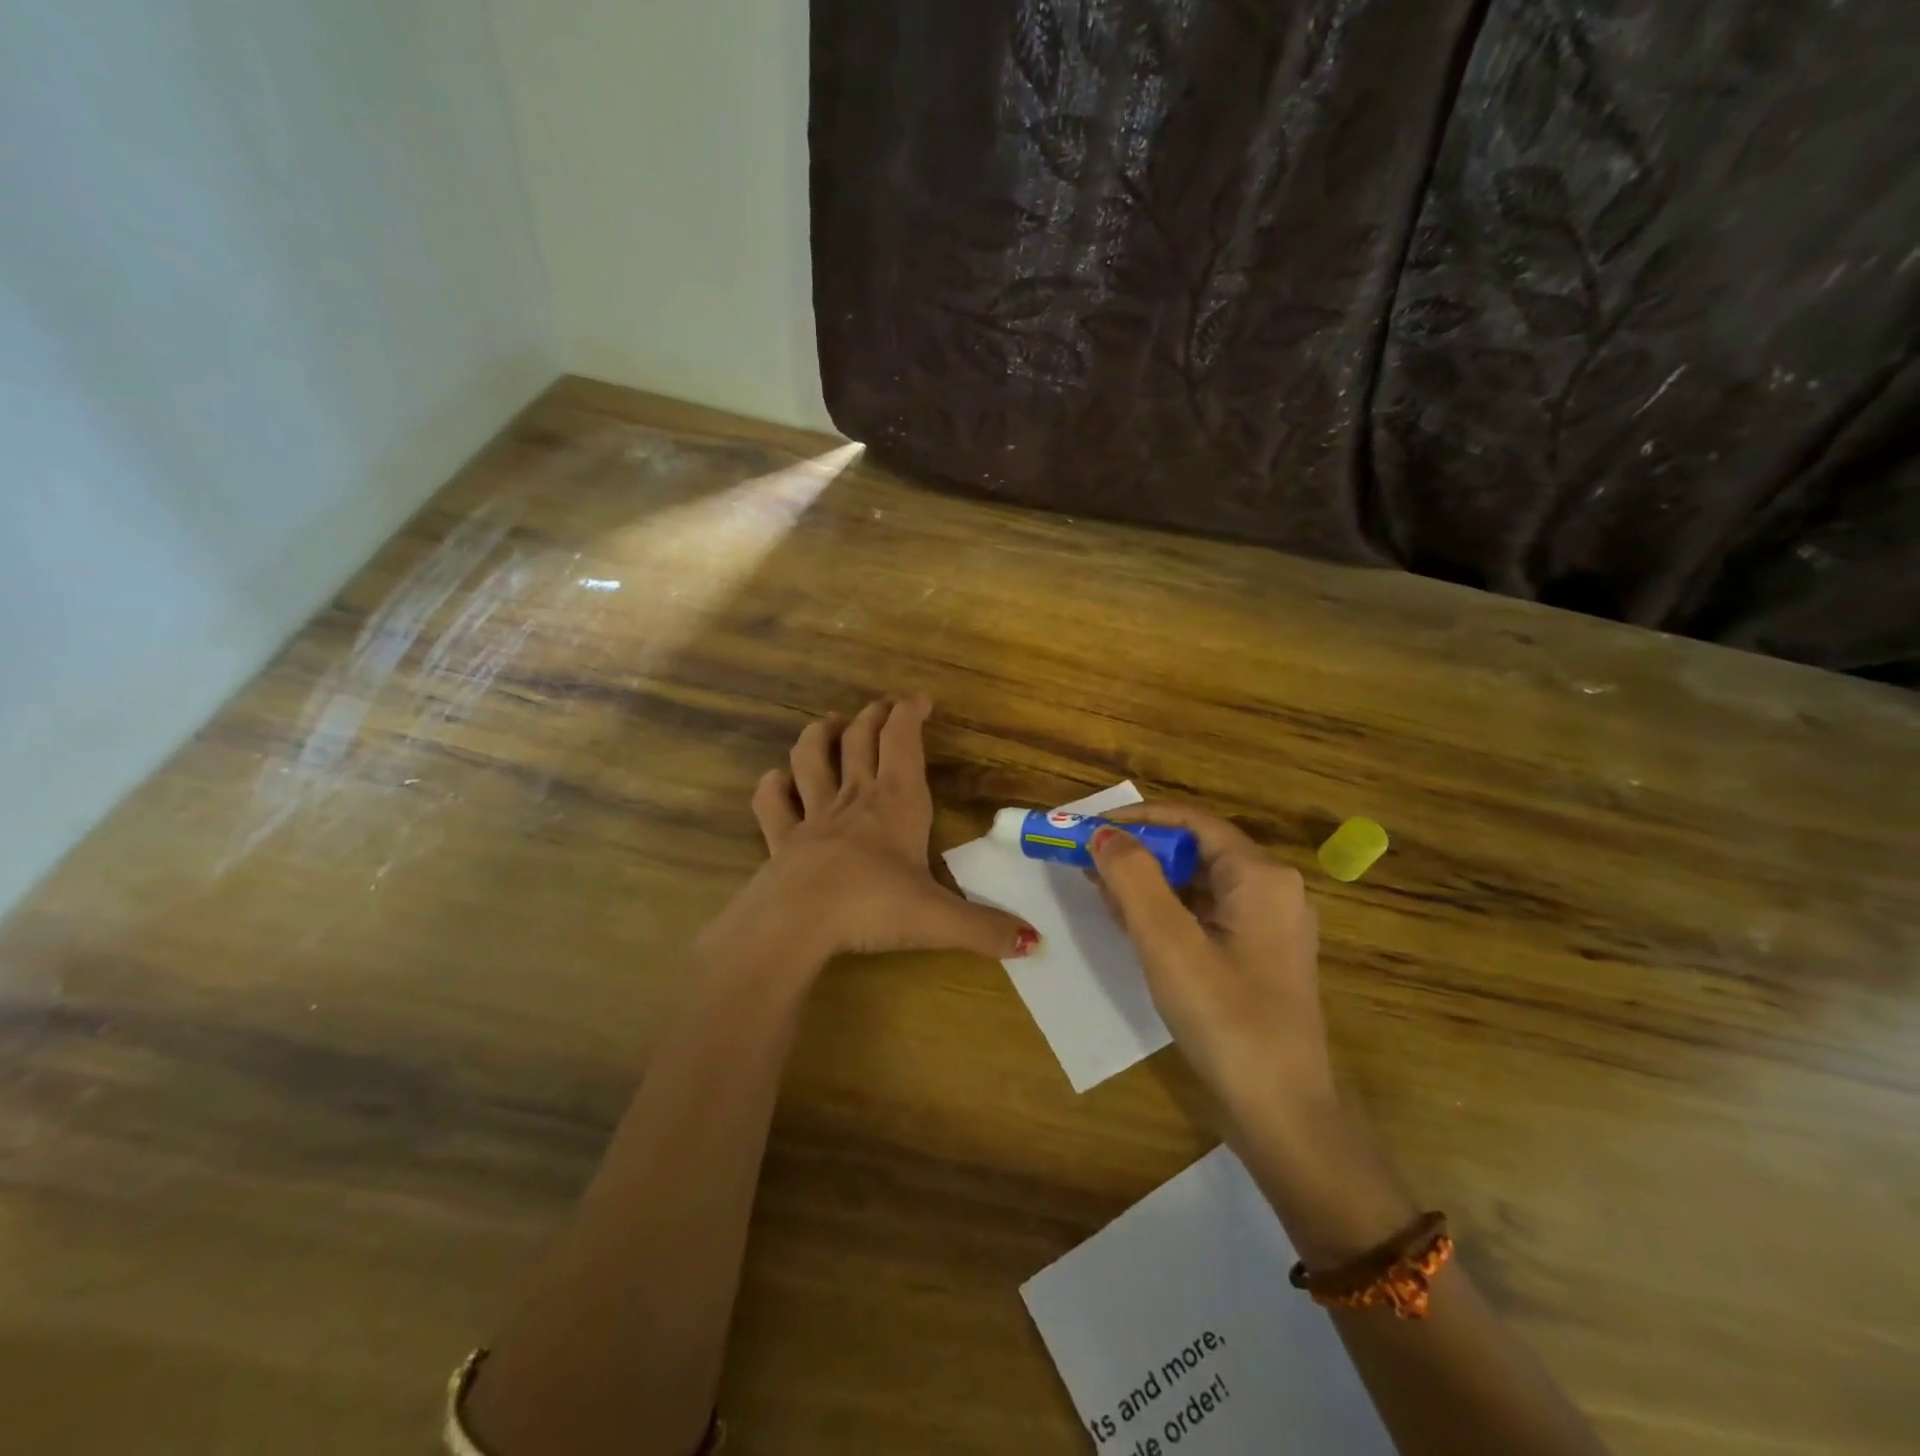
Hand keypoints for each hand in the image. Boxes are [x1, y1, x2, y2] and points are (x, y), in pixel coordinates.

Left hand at [709, 697, 1036, 973]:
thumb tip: (1036, 943)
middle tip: (883, 705)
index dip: (910, 713)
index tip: (920, 699)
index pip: (903, 741)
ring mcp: (813, 816)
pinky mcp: (782, 839)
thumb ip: (987, 929)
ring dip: (821, 735)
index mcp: (897, 803)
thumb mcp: (940, 920)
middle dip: (874, 716)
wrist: (799, 922)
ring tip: (831, 724)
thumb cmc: (874, 906)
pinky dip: (773, 786)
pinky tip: (776, 779)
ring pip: (811, 758)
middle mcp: (855, 798)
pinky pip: (772, 803)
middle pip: (861, 740)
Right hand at [1090, 804, 1333, 1125]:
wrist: (1281, 1115)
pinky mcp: (1258, 956)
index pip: (1192, 822)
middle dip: (1138, 853)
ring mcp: (1268, 926)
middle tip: (1087, 863)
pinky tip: (1131, 925)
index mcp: (1261, 876)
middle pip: (1195, 850)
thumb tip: (1103, 833)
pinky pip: (1205, 914)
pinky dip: (1166, 912)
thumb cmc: (1225, 1020)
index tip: (1089, 828)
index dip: (1137, 819)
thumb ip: (1133, 879)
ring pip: (1197, 884)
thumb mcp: (1168, 943)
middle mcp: (1272, 890)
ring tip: (1100, 892)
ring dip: (1148, 883)